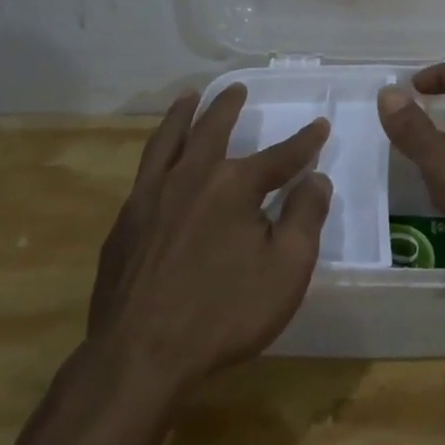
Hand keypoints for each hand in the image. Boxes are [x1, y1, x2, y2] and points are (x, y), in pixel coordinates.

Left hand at [88, 85, 330, 389]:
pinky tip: (160, 162)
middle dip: (229, 107)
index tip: (320, 125)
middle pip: (212, 130)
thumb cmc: (223, 313)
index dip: (304, 141)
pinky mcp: (125, 223)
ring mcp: (150, 197)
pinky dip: (157, 153)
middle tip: (237, 88)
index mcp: (233, 185)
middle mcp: (190, 178)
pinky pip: (144, 172)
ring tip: (189, 96)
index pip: (279, 156)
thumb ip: (305, 217)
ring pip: (168, 141)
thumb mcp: (286, 269)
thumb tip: (316, 179)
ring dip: (181, 115)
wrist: (139, 356)